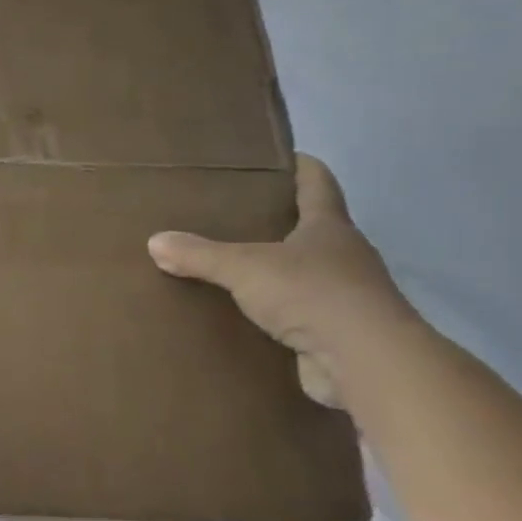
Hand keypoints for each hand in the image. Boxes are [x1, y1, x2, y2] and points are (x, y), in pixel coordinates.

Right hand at [147, 155, 412, 408]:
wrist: (366, 364)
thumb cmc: (312, 294)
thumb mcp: (244, 268)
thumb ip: (199, 255)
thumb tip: (154, 241)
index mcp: (329, 228)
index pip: (318, 184)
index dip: (302, 167)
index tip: (281, 157)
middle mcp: (345, 257)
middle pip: (314, 230)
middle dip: (282, 222)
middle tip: (237, 216)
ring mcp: (347, 298)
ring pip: (308, 274)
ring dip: (279, 272)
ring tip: (235, 269)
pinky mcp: (339, 336)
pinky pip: (302, 316)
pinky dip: (278, 314)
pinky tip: (248, 317)